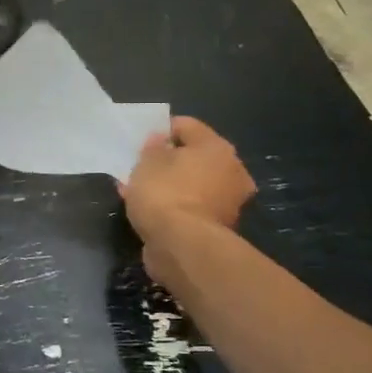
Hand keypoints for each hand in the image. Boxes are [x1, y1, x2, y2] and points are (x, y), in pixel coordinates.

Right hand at [121, 117, 256, 281]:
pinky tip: (150, 209)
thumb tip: (160, 141)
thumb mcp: (147, 163)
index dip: (161, 129)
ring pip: (193, 183)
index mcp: (217, 147)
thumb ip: (152, 148)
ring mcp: (229, 201)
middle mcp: (231, 170)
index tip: (141, 141)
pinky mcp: (218, 227)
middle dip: (168, 160)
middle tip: (142, 166)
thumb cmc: (165, 193)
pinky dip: (174, 205)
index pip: (187, 126)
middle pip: (195, 157)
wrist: (182, 246)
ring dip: (171, 184)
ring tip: (140, 189)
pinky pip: (191, 205)